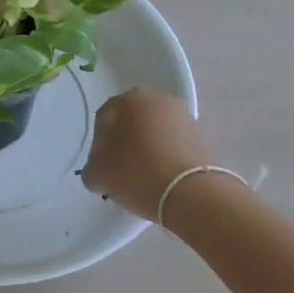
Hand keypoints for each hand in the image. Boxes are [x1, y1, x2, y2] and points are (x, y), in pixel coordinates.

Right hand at [80, 89, 212, 220]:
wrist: (190, 193)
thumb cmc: (137, 173)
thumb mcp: (98, 174)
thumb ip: (92, 166)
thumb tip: (99, 168)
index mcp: (129, 99)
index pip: (104, 118)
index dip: (98, 144)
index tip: (100, 165)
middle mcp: (157, 99)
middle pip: (131, 122)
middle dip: (123, 143)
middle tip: (118, 169)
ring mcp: (183, 117)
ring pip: (154, 132)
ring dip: (145, 149)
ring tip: (141, 176)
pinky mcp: (201, 137)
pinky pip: (172, 144)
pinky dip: (164, 156)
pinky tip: (160, 178)